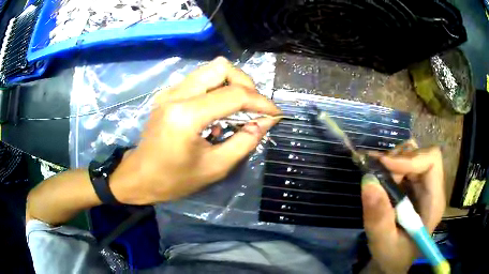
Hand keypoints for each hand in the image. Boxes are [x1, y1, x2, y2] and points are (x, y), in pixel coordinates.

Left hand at [110, 57, 280, 204]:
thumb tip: (266, 121)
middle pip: (221, 67)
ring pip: (211, 70)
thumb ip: (245, 141)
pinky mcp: (168, 94)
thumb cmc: (173, 180)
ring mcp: (170, 91)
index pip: (234, 95)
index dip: (261, 102)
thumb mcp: (215, 167)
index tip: (275, 114)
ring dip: (231, 84)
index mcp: (186, 116)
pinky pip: (200, 80)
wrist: (138, 177)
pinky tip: (217, 113)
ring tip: (238, 109)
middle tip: (253, 107)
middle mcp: (177, 94)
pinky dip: (217, 90)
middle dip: (245, 83)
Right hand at [361, 144, 445, 273]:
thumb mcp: (384, 243)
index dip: (411, 158)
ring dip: (393, 160)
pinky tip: (378, 172)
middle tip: (376, 170)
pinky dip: (390, 164)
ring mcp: (423, 186)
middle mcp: (432, 188)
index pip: (432, 162)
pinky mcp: (414, 186)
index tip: (385, 166)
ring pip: (413, 155)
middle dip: (398, 159)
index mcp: (434, 201)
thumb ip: (379, 218)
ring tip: (376, 172)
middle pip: (421, 155)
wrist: (394, 260)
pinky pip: (404, 164)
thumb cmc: (393, 256)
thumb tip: (368, 181)